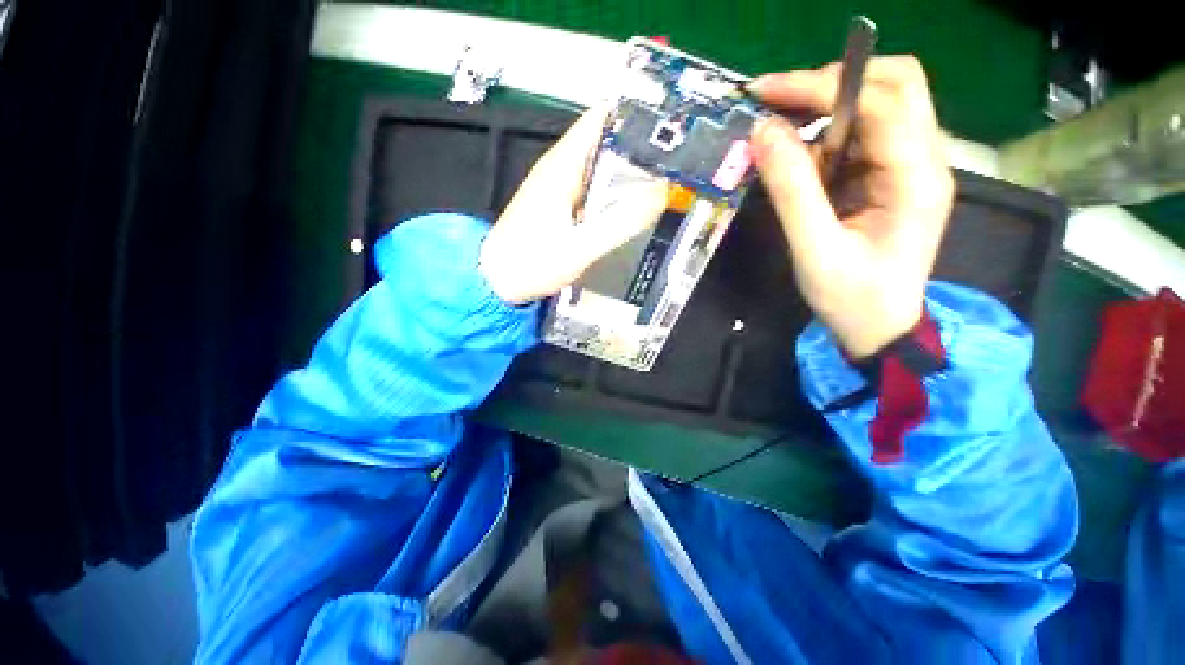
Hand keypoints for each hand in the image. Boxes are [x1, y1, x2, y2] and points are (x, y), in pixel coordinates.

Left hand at [480, 108, 668, 304]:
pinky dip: (612, 190)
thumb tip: (660, 194)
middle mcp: (559, 168)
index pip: (599, 120)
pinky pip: (592, 187)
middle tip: (675, 162)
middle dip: (638, 146)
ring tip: (663, 181)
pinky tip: (630, 205)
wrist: (497, 280)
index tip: (669, 126)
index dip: (633, 116)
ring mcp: (558, 186)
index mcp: (562, 167)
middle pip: (603, 141)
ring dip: (627, 170)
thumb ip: (619, 223)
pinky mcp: (558, 204)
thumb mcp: (580, 248)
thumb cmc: (532, 264)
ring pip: (599, 166)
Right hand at [749, 56, 954, 357]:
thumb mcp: (814, 250)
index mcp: (916, 178)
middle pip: (894, 83)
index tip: (766, 93)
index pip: (882, 100)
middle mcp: (923, 160)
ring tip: (779, 132)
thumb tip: (763, 132)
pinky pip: (861, 136)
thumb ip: (791, 191)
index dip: (822, 86)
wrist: (879, 328)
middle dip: (831, 83)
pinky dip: (825, 135)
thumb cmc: (851, 298)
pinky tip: (798, 157)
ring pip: (876, 105)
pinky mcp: (889, 177)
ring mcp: (908, 167)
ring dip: (825, 108)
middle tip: (778, 104)